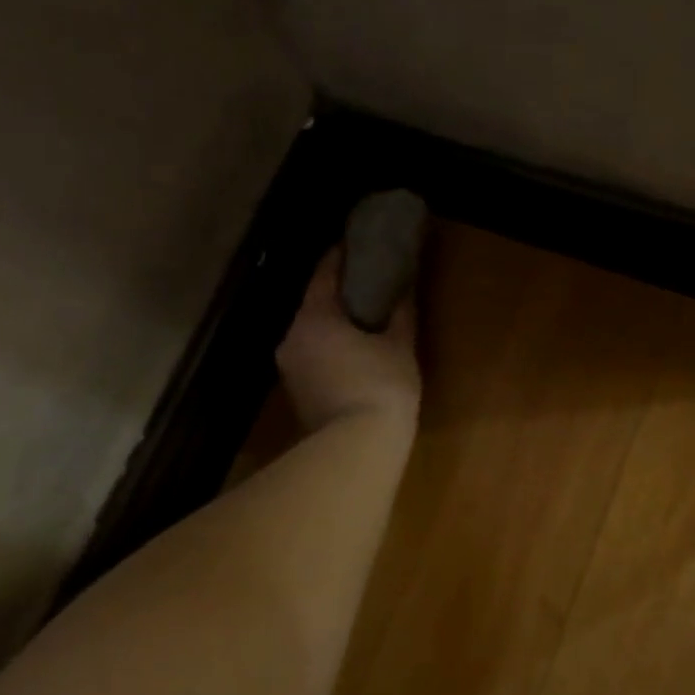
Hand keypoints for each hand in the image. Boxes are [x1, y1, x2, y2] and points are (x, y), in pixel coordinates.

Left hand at [276, 247, 420, 433]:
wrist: (357, 448)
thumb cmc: (381, 387)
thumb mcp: (400, 347)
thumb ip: (401, 313)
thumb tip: (405, 287)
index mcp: (314, 317)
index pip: (324, 274)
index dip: (340, 257)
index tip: (356, 245)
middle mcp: (292, 336)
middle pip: (313, 304)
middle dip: (337, 294)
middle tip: (366, 285)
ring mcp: (289, 368)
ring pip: (310, 334)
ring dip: (332, 325)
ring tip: (361, 321)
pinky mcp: (294, 393)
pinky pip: (311, 357)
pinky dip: (328, 349)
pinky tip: (351, 354)